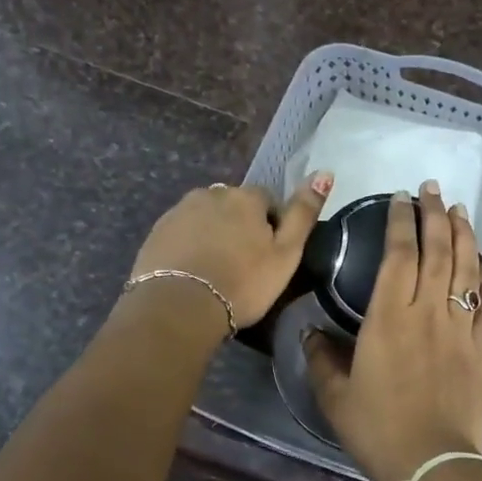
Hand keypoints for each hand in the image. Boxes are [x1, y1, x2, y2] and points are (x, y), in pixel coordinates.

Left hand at [130, 173, 334, 330]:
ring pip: (206, 217)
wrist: (179, 307)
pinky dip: (190, 245)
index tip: (269, 256)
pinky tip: (194, 272)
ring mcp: (180, 211)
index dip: (271, 226)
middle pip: (233, 206)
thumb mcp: (286, 253)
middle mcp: (211, 193)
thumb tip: (325, 173)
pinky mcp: (157, 231)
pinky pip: (182, 232)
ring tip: (216, 270)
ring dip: (214, 234)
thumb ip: (304, 213)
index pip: (267, 200)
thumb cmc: (243, 283)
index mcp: (246, 197)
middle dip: (239, 227)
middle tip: (243, 265)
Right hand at [304, 181, 481, 480]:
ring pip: (464, 269)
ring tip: (460, 209)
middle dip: (434, 215)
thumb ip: (321, 359)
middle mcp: (427, 312)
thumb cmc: (379, 429)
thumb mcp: (336, 398)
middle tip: (432, 188)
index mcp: (388, 318)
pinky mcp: (481, 347)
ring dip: (463, 234)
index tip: (400, 198)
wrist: (435, 463)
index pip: (398, 255)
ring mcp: (459, 328)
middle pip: (436, 251)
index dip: (400, 222)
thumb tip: (309, 332)